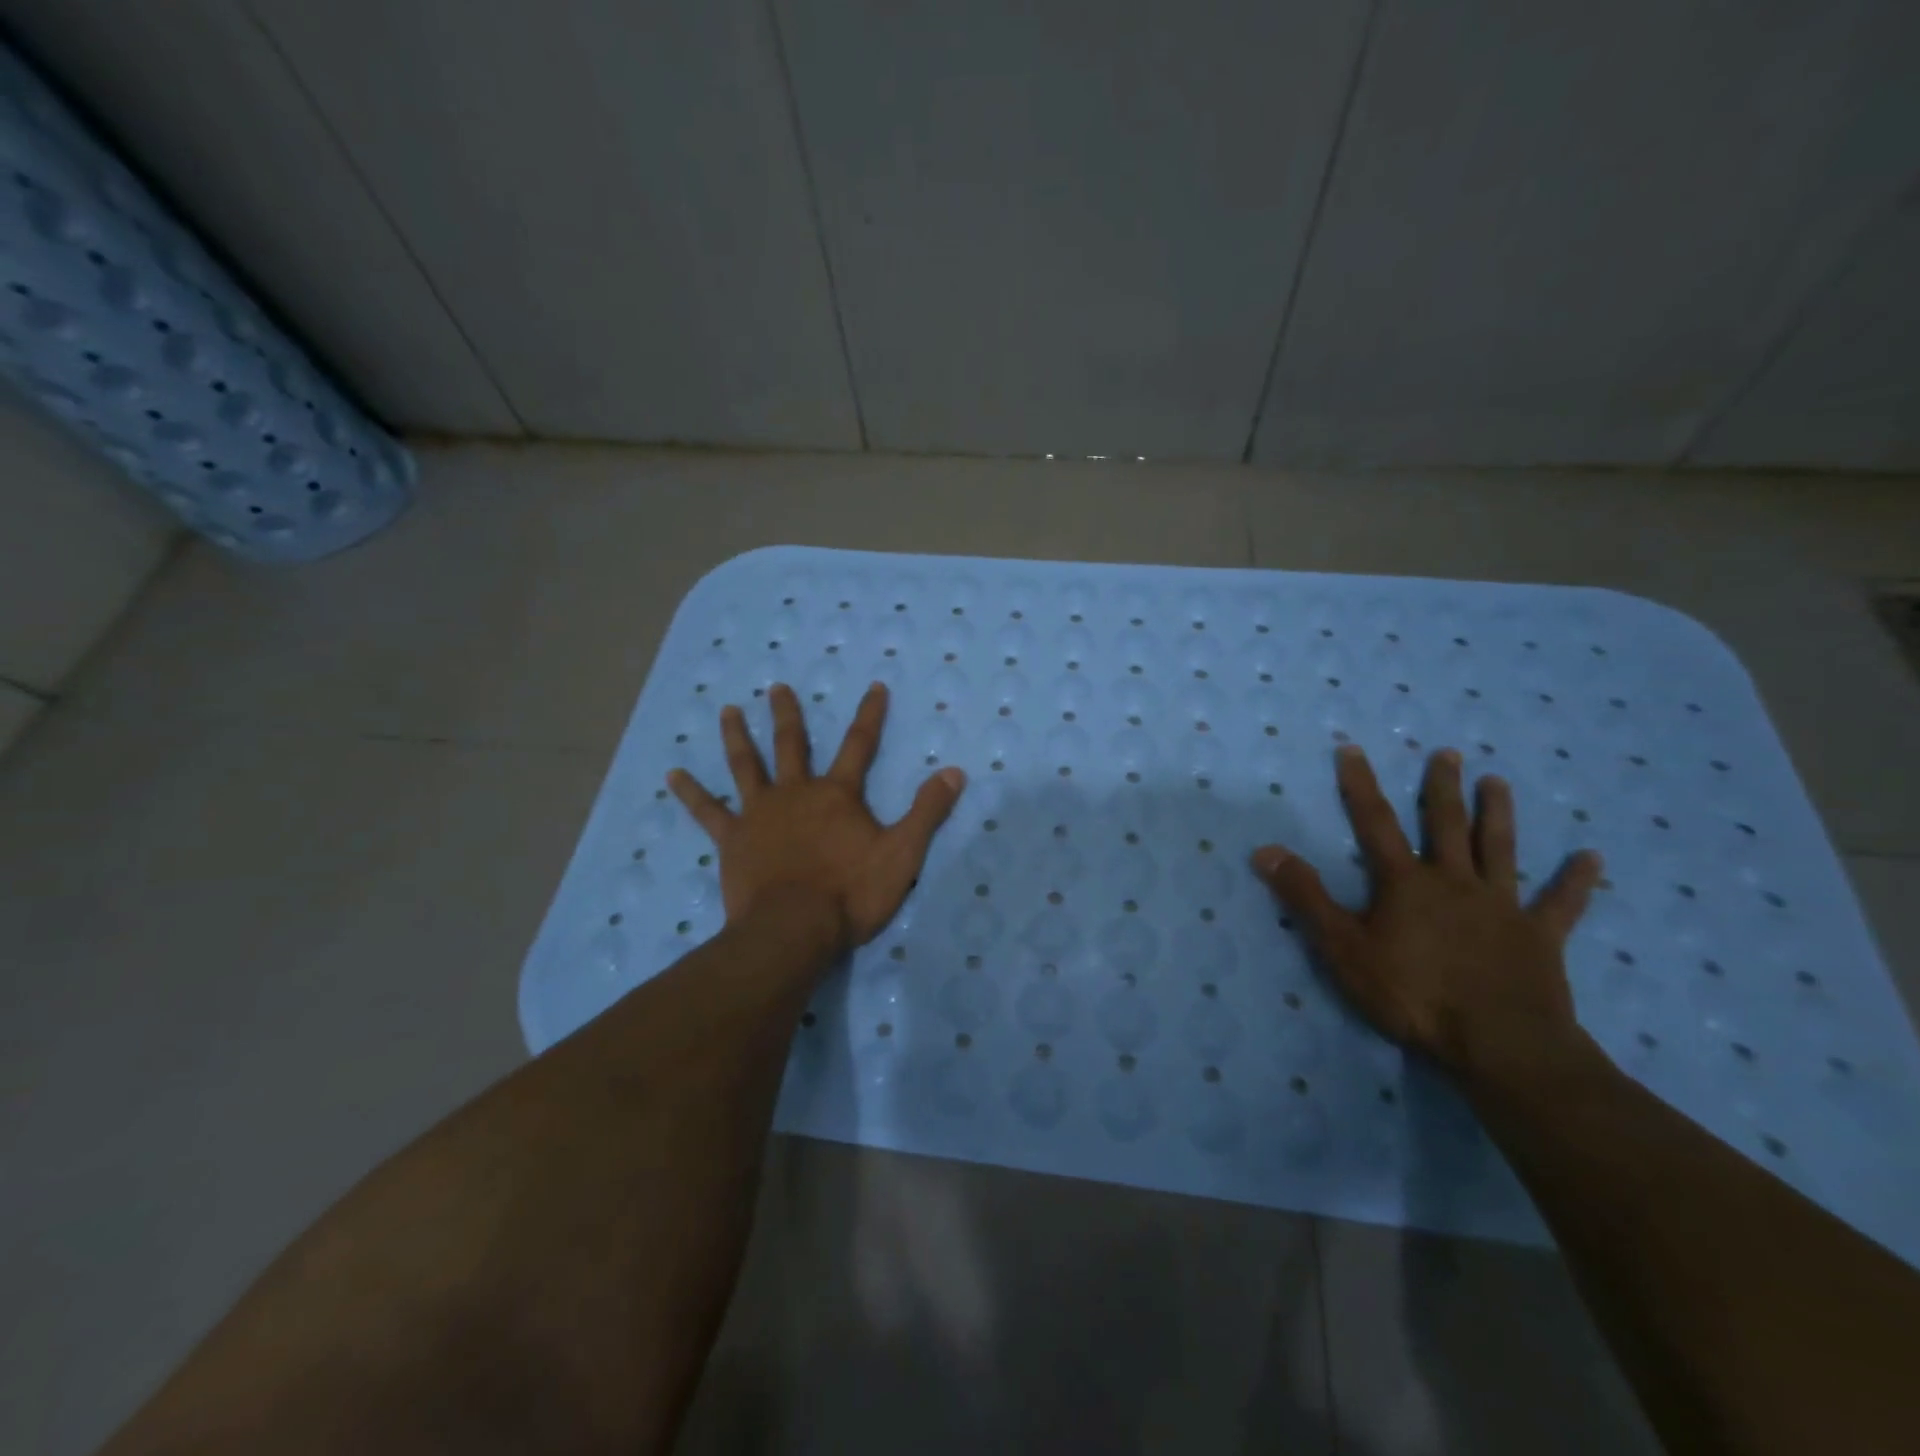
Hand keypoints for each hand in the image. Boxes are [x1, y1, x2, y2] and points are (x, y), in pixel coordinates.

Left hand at [668, 682, 965, 948]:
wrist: (793, 929)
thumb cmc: (850, 893)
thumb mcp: (903, 854)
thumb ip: (927, 811)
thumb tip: (955, 771)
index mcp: (837, 795)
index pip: (860, 744)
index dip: (870, 715)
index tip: (874, 686)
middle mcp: (796, 793)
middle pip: (791, 745)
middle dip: (787, 715)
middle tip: (775, 687)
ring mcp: (759, 813)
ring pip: (746, 766)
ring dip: (737, 736)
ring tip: (726, 711)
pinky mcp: (732, 839)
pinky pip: (707, 811)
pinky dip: (690, 792)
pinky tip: (673, 774)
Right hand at [1251, 744, 1602, 1080]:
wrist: (1501, 1045)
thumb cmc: (1414, 995)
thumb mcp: (1343, 948)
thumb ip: (1306, 897)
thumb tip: (1266, 850)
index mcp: (1406, 883)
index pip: (1375, 823)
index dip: (1361, 785)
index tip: (1353, 748)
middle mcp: (1455, 882)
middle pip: (1447, 825)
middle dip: (1442, 787)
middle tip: (1448, 753)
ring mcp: (1502, 907)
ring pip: (1500, 850)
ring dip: (1498, 814)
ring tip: (1497, 782)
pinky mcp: (1540, 938)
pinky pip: (1560, 904)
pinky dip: (1575, 881)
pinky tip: (1591, 857)